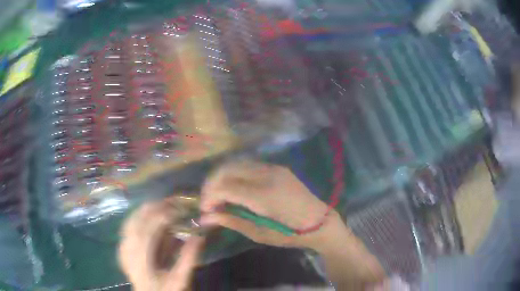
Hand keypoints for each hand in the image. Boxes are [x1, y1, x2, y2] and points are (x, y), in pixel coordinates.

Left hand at [119, 199, 203, 290]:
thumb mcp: (180, 279)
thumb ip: (189, 259)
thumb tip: (199, 235)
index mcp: (140, 261)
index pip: (148, 231)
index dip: (164, 216)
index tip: (181, 210)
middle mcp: (127, 251)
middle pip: (137, 221)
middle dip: (155, 208)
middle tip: (174, 202)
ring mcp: (122, 248)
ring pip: (131, 220)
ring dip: (147, 210)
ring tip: (164, 206)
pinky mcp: (122, 247)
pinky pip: (128, 225)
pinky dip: (140, 216)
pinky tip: (150, 215)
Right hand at [199, 160, 346, 249]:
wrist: (320, 221)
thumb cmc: (290, 234)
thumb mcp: (259, 233)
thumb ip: (231, 221)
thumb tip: (205, 218)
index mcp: (263, 195)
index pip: (224, 187)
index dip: (209, 197)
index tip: (205, 211)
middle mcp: (266, 175)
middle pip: (226, 169)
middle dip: (211, 185)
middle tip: (208, 203)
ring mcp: (273, 168)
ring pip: (236, 164)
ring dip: (222, 178)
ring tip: (219, 197)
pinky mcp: (277, 167)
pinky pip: (248, 166)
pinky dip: (235, 175)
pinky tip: (235, 189)